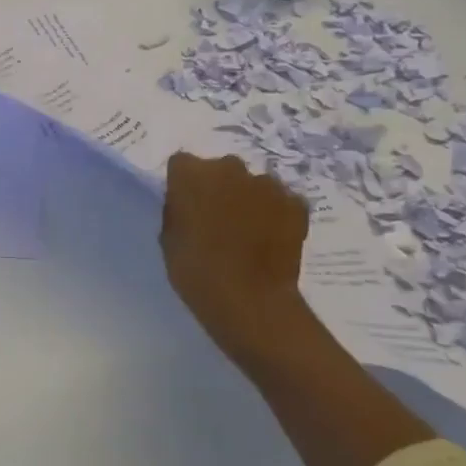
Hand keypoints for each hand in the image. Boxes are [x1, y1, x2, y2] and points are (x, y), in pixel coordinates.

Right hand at [160, 153, 317, 368]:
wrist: (250, 301)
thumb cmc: (196, 270)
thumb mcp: (169, 238)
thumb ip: (178, 211)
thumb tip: (188, 204)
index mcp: (190, 173)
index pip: (182, 164)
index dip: (184, 184)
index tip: (186, 205)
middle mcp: (229, 167)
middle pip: (220, 169)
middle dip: (219, 187)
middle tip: (218, 218)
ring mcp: (266, 184)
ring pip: (253, 184)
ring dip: (249, 199)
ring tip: (249, 231)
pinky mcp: (296, 203)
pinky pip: (281, 201)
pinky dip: (277, 213)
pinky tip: (272, 238)